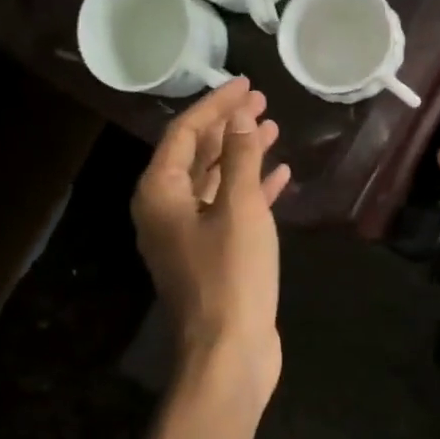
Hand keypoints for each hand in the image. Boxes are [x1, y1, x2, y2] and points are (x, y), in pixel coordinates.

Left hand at [132, 78, 290, 405]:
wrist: (229, 353)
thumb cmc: (231, 274)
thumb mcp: (239, 208)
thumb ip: (238, 157)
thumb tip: (239, 118)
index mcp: (160, 194)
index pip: (184, 133)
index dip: (215, 106)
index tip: (245, 85)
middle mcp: (165, 210)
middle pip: (196, 154)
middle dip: (228, 127)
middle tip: (260, 101)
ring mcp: (187, 235)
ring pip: (214, 181)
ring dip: (242, 154)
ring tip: (272, 129)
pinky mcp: (211, 255)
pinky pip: (229, 209)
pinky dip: (252, 189)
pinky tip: (280, 175)